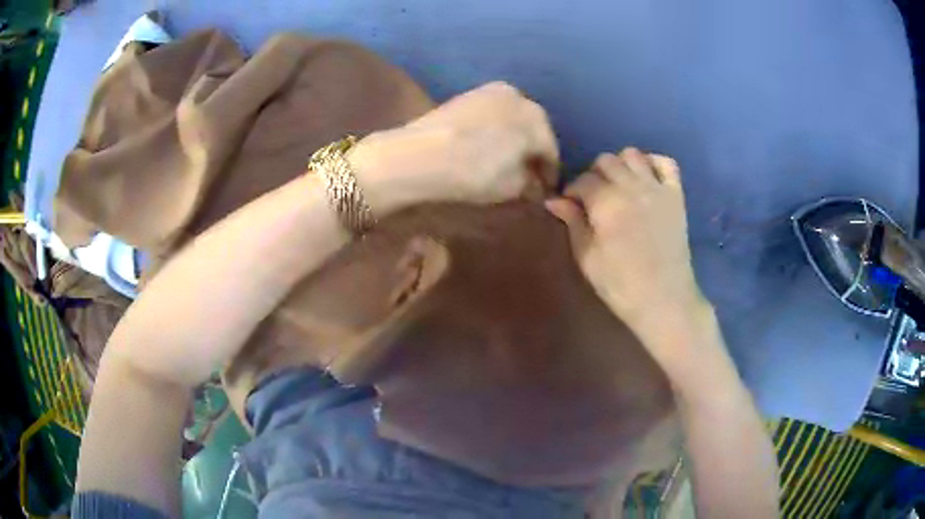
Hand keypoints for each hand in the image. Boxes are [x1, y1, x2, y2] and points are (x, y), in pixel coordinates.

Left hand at [348, 82, 558, 214]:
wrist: (418, 155)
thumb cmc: (474, 172)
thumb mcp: (512, 187)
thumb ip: (531, 183)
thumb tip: (535, 182)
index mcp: (537, 119)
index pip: (552, 151)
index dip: (550, 174)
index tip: (545, 191)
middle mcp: (519, 96)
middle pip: (533, 130)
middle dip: (532, 152)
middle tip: (527, 174)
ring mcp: (490, 91)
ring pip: (513, 119)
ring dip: (514, 139)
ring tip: (506, 160)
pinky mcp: (467, 94)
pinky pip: (492, 114)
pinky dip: (495, 130)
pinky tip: (486, 145)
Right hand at [546, 148, 715, 374]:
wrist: (664, 299)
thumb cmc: (620, 285)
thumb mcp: (587, 257)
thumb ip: (573, 222)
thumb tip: (553, 200)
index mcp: (606, 203)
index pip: (582, 180)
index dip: (572, 192)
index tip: (571, 206)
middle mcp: (631, 187)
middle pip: (606, 161)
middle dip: (594, 175)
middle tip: (594, 198)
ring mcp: (657, 188)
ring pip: (632, 154)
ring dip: (621, 165)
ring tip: (619, 187)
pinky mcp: (676, 195)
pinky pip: (666, 163)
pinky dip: (653, 163)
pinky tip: (646, 179)